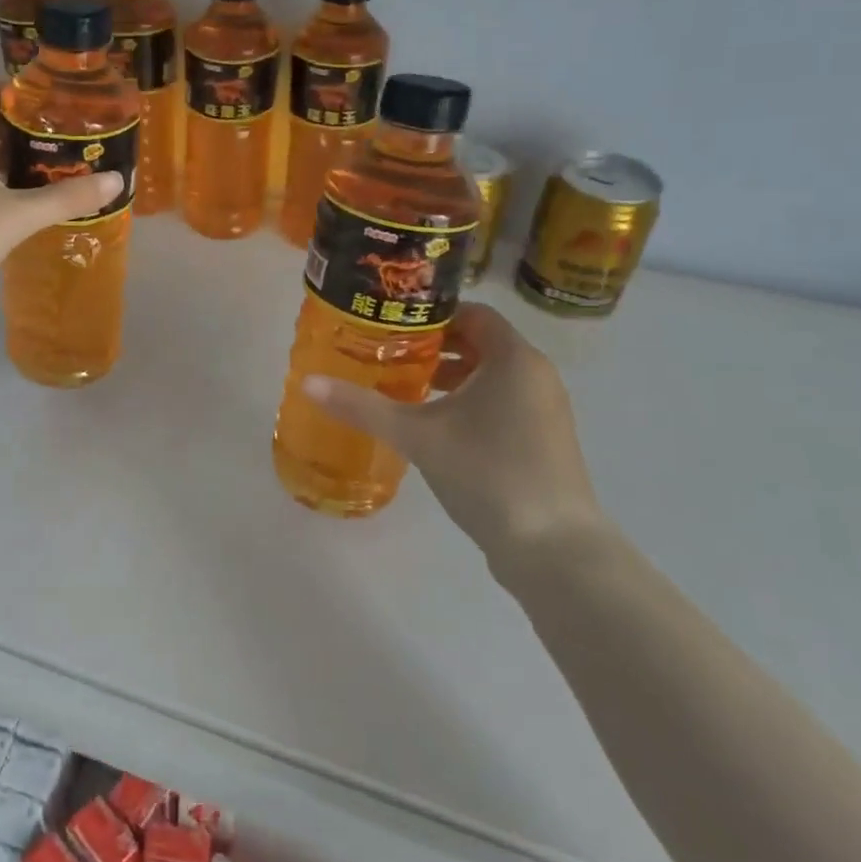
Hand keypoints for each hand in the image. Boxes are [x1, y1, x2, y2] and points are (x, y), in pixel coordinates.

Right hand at [302, 305, 608, 579]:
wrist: (553, 548)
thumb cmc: (487, 472)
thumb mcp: (417, 435)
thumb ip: (362, 406)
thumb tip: (307, 382)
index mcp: (514, 359)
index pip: (472, 313)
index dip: (431, 315)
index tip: (391, 325)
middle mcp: (536, 375)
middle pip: (480, 343)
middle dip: (433, 347)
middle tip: (387, 355)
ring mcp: (544, 410)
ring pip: (491, 376)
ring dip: (450, 377)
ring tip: (403, 389)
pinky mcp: (543, 441)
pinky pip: (502, 403)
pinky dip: (469, 402)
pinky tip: (435, 427)